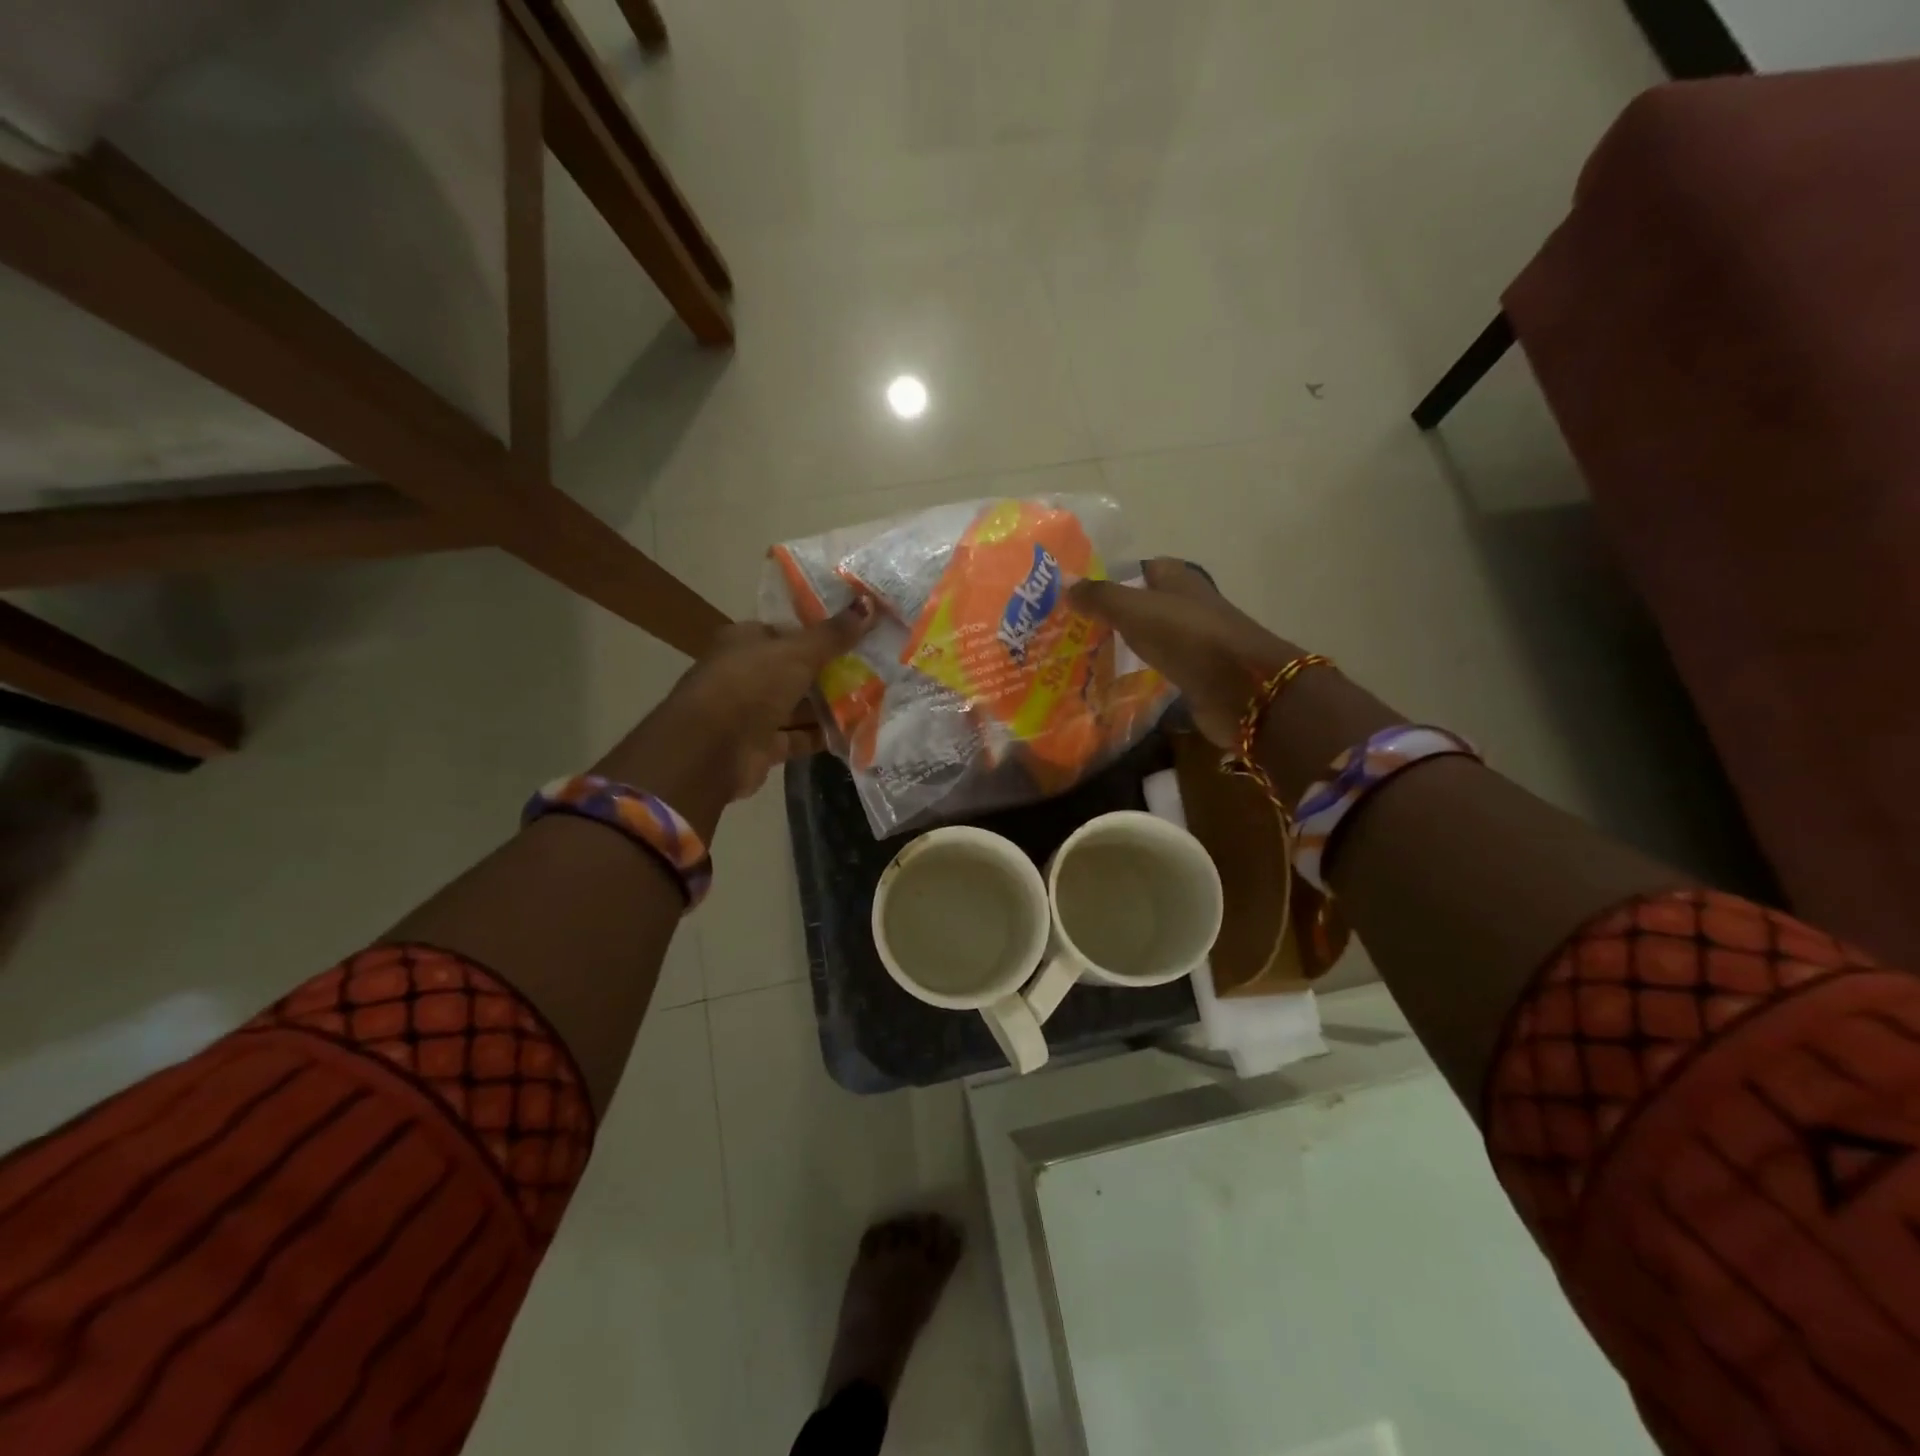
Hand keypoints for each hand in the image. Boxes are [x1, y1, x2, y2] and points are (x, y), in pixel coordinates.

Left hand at [661, 599, 877, 799]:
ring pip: (797, 706)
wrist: (710, 749)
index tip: (858, 635)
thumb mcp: (797, 653)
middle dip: (832, 672)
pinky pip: (798, 737)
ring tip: (874, 700)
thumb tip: (870, 603)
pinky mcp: (760, 746)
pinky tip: (855, 733)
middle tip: (875, 669)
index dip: (820, 633)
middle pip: (795, 670)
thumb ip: (833, 634)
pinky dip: (821, 736)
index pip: (786, 631)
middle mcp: (745, 674)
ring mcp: (751, 712)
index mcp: (745, 641)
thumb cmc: (750, 685)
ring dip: (830, 706)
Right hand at [1068, 560, 1304, 746]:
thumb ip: (1100, 597)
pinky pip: (1160, 669)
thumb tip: (1066, 586)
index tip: (1076, 596)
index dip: (1110, 579)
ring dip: (1124, 646)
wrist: (1241, 689)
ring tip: (1083, 658)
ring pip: (1151, 638)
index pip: (1140, 569)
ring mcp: (1194, 643)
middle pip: (1144, 605)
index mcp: (1178, 579)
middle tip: (1071, 631)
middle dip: (1112, 615)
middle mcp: (1187, 606)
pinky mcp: (1196, 676)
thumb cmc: (1188, 638)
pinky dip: (1139, 673)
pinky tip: (1112, 684)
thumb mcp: (1136, 610)